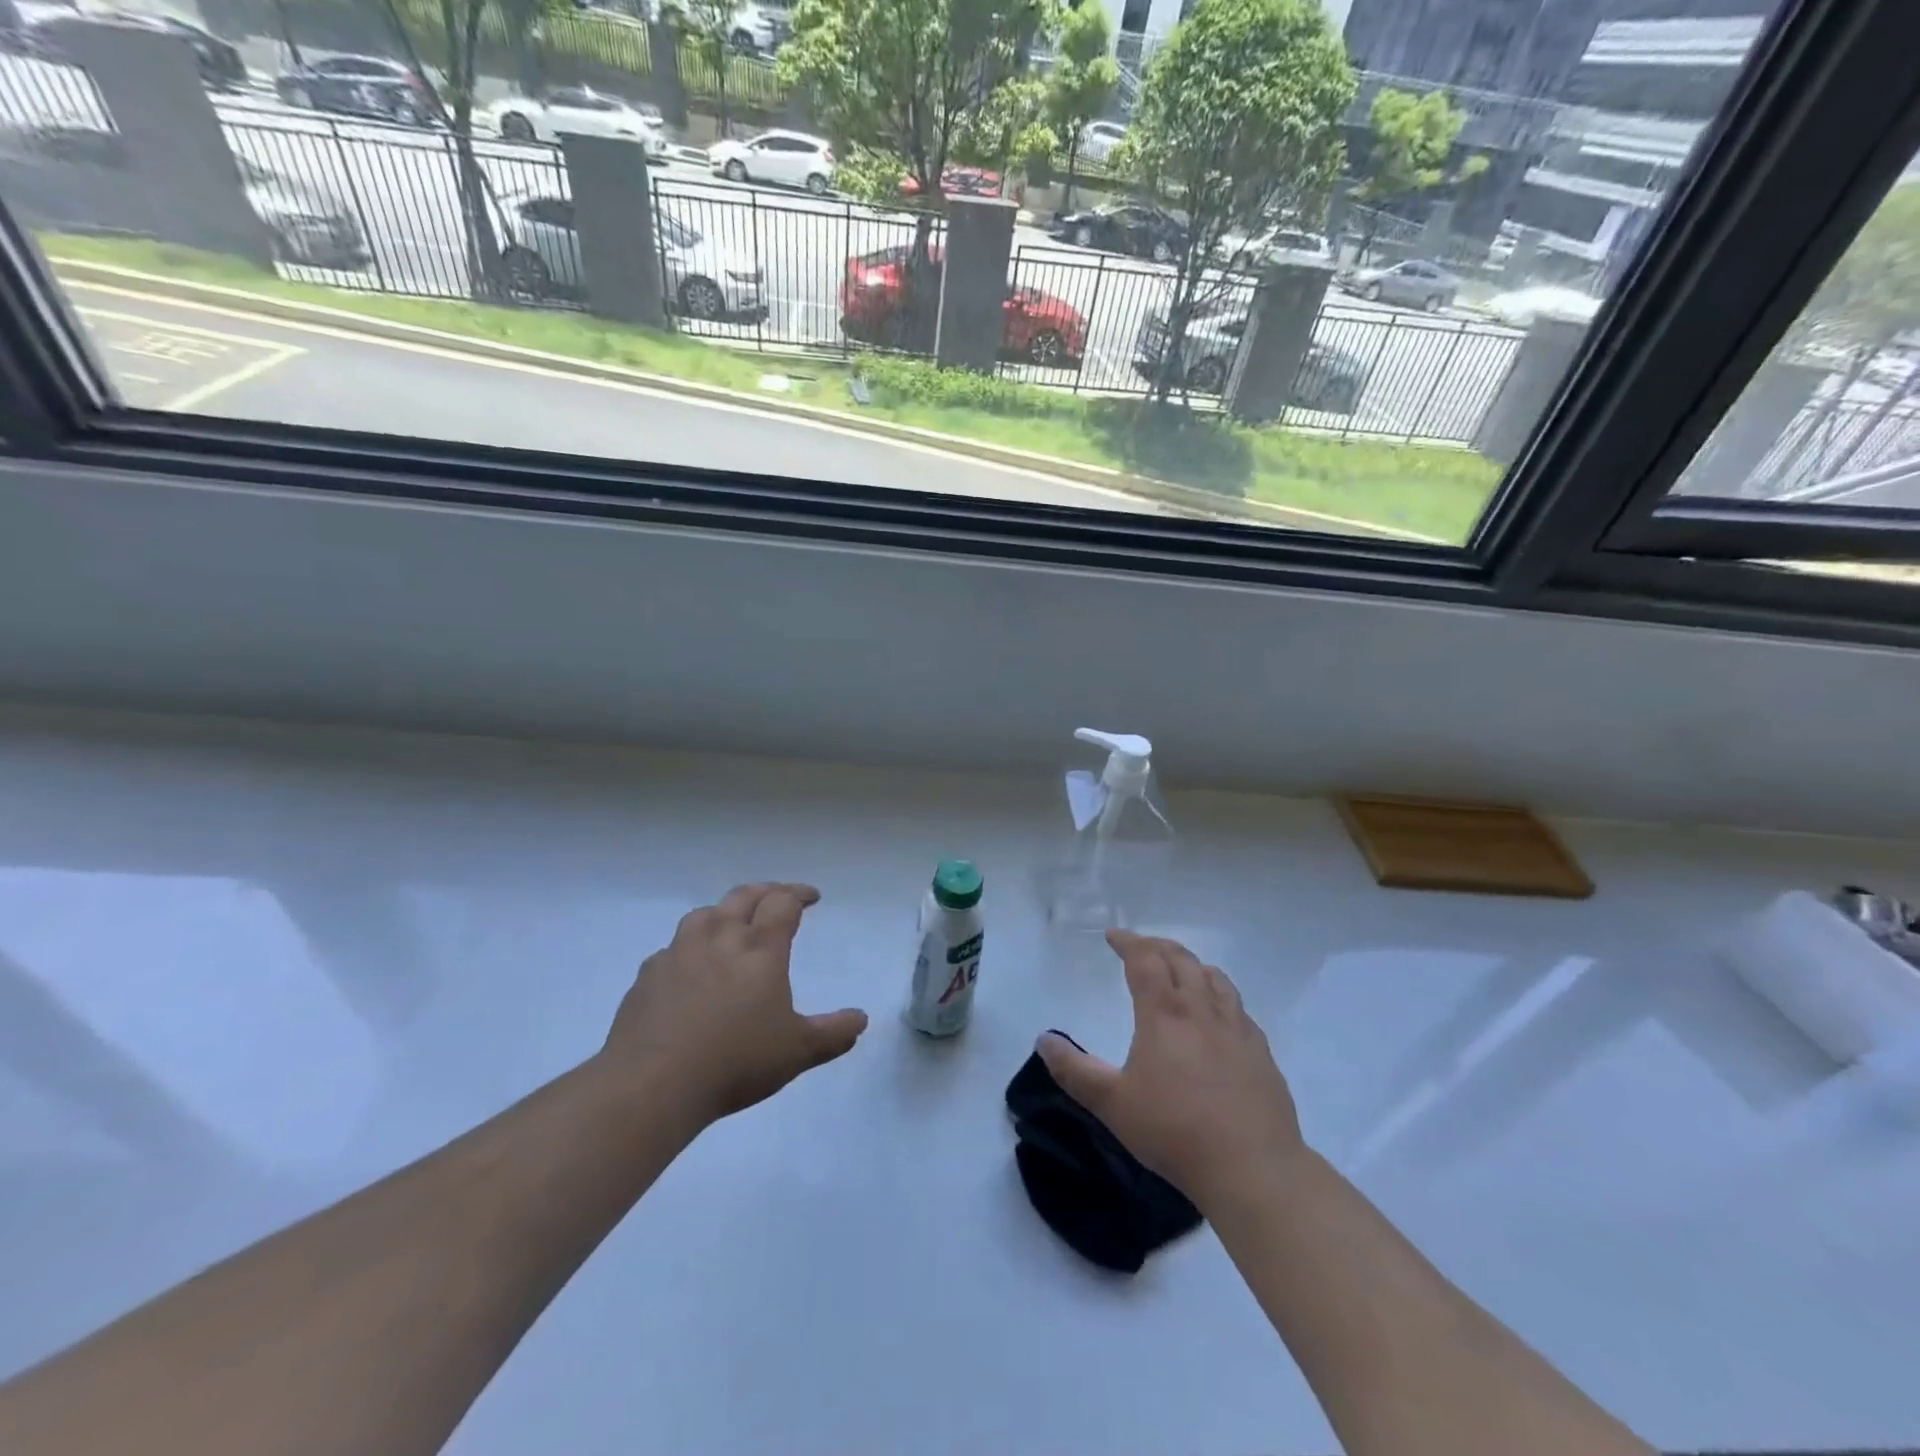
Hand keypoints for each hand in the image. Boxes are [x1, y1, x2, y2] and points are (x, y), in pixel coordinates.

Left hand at [601, 883, 867, 1125]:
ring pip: (705, 914)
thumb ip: (833, 1033)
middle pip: (744, 897)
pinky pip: (673, 948)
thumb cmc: (735, 1061)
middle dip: (766, 892)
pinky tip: (690, 967)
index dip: (799, 894)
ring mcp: (679, 953)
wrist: (652, 1084)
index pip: (783, 903)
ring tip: (732, 924)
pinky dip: (689, 947)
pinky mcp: (648, 975)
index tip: (811, 897)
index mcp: (760, 949)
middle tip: (778, 897)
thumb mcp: (797, 1052)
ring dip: (724, 911)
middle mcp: (720, 938)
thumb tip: (861, 1018)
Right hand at [1037, 930, 1304, 1211]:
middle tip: (1142, 947)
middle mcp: (1201, 1009)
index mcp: (1164, 1013)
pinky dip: (1220, 995)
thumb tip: (1044, 1040)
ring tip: (1181, 970)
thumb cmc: (1174, 1131)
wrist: (1252, 1167)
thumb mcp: (1112, 1104)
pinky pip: (1238, 1007)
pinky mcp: (1260, 1051)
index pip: (1144, 960)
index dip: (1128, 942)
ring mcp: (1236, 1028)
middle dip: (1158, 947)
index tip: (1114, 936)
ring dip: (1192, 965)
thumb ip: (1074, 1071)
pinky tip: (1219, 1015)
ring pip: (1214, 978)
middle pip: (1181, 960)